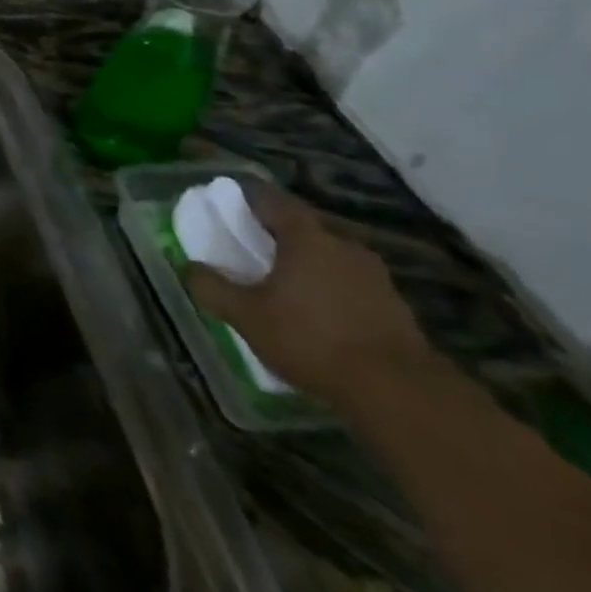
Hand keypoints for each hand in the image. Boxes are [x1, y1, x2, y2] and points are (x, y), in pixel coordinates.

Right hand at [185, 183, 433, 406]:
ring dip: (305, 264)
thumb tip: (190, 267)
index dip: (247, 198)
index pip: (272, 199)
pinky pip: (350, 284)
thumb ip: (213, 287)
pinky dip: (329, 289)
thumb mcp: (246, 316)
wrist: (400, 393)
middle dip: (276, 234)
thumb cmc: (311, 339)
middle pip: (303, 228)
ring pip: (329, 257)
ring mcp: (375, 277)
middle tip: (251, 248)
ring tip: (283, 285)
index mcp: (306, 238)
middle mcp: (344, 246)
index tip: (227, 203)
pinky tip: (316, 314)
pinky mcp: (394, 307)